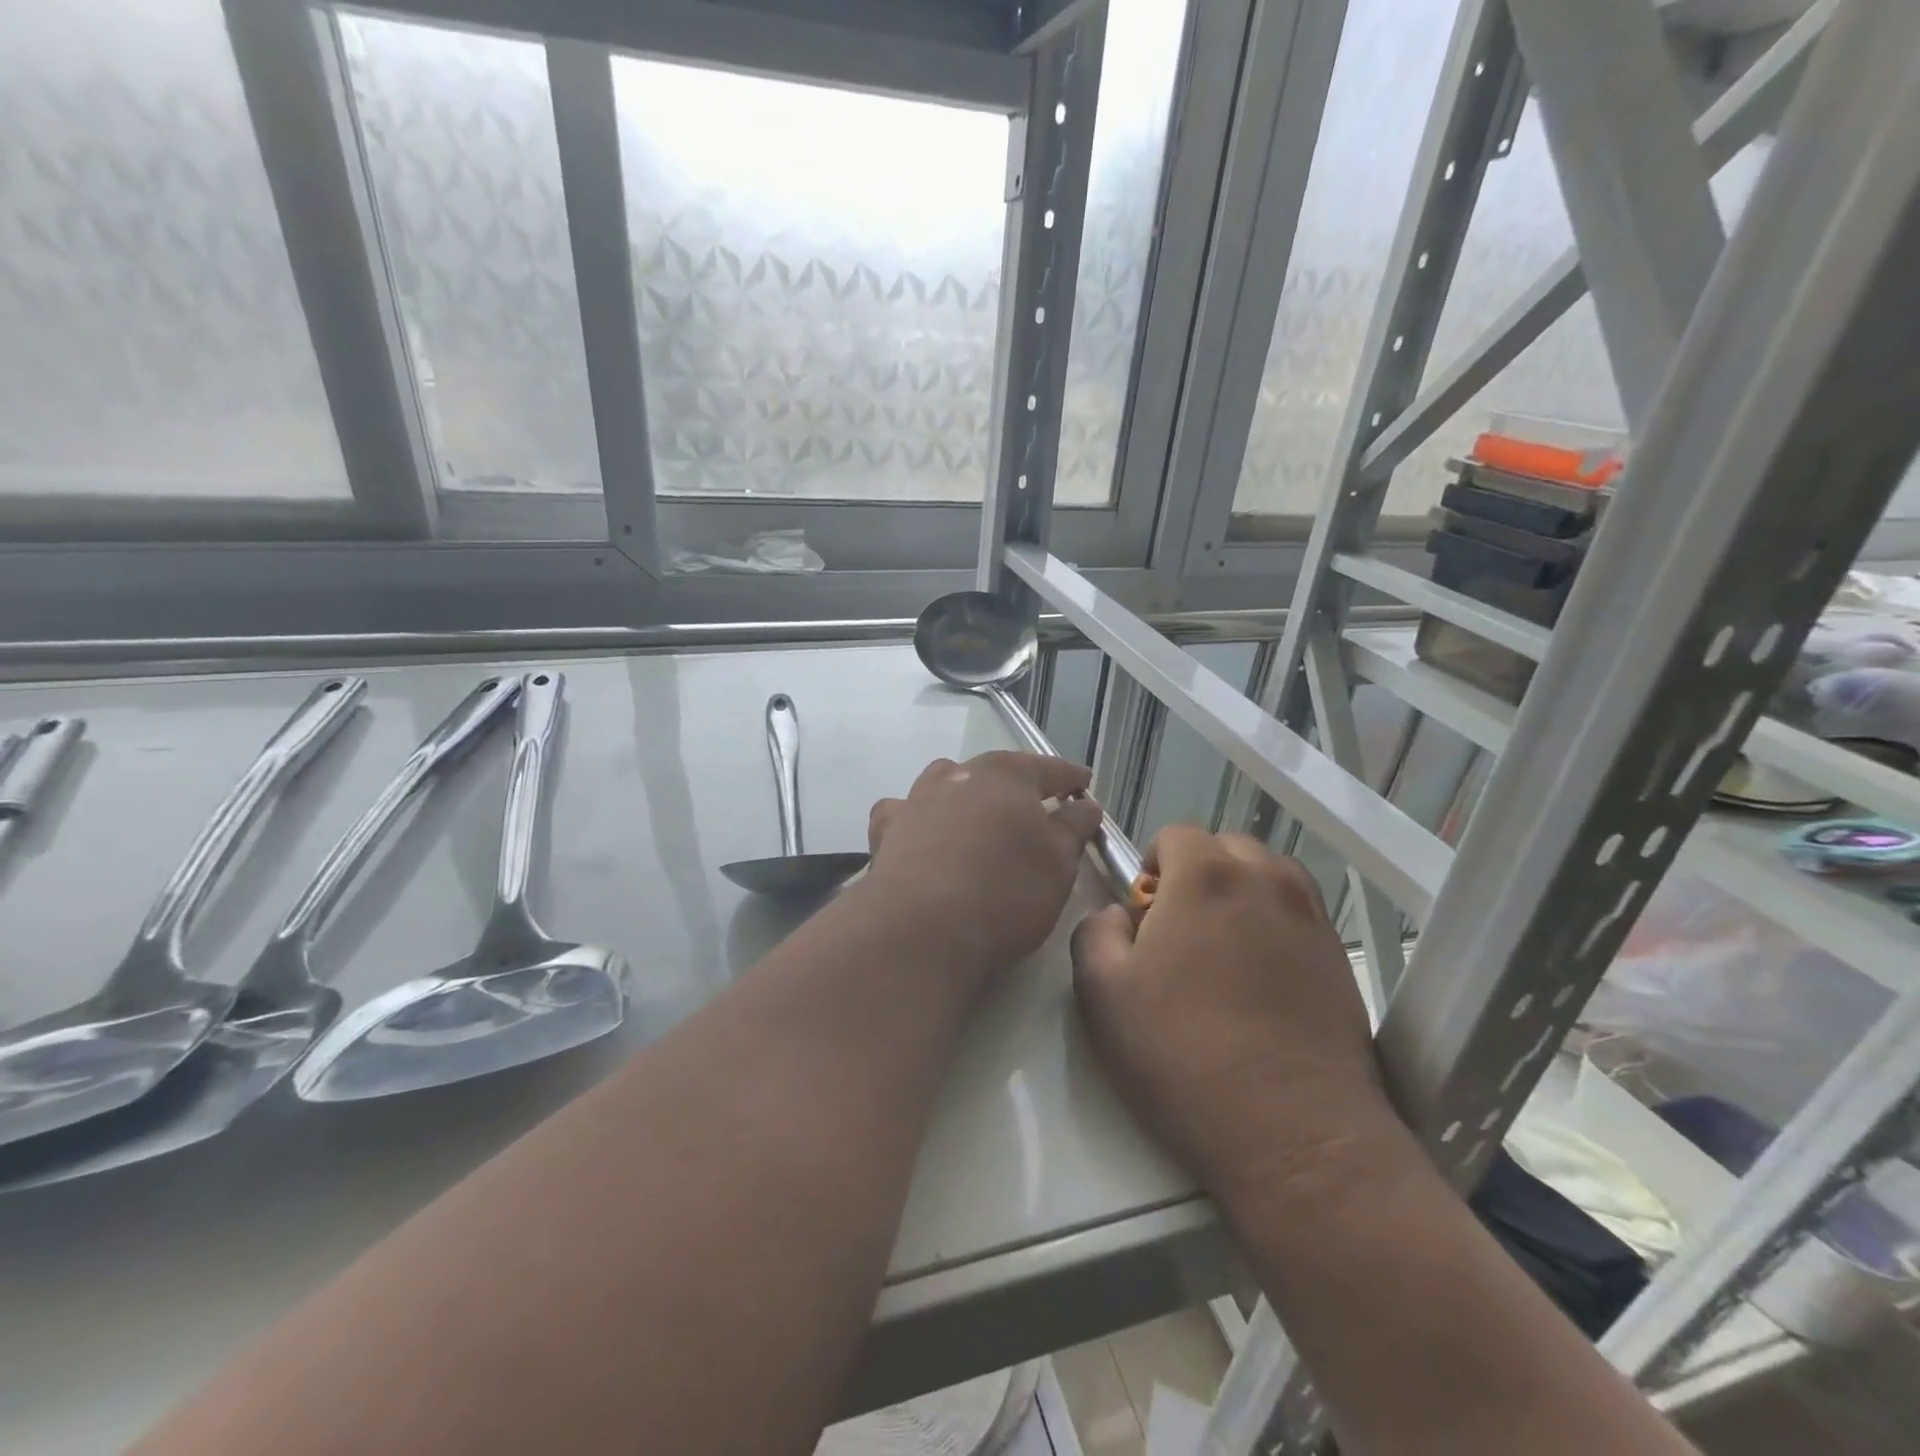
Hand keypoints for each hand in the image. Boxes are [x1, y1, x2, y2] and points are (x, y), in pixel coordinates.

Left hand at [865, 752, 1102, 977]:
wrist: (920, 928)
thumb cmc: (1004, 893)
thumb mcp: (1058, 865)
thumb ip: (1073, 828)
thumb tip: (1085, 805)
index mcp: (1007, 776)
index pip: (1049, 768)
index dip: (1071, 778)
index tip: (1085, 785)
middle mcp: (959, 775)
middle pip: (996, 771)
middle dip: (1018, 786)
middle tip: (1036, 807)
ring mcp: (917, 799)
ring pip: (947, 782)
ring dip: (966, 794)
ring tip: (979, 817)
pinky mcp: (886, 830)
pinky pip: (905, 812)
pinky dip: (918, 818)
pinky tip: (923, 836)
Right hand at [1072, 827, 1392, 1203]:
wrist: (1294, 1132)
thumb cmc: (1184, 1055)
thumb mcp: (1101, 992)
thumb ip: (1094, 930)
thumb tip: (1117, 915)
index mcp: (1207, 876)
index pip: (1175, 833)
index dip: (1151, 867)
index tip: (1145, 916)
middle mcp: (1267, 880)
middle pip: (1225, 847)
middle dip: (1197, 875)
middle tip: (1180, 934)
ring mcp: (1311, 916)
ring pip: (1266, 877)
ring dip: (1238, 895)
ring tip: (1222, 955)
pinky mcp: (1339, 956)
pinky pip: (1296, 914)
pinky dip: (1273, 926)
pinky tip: (1260, 982)